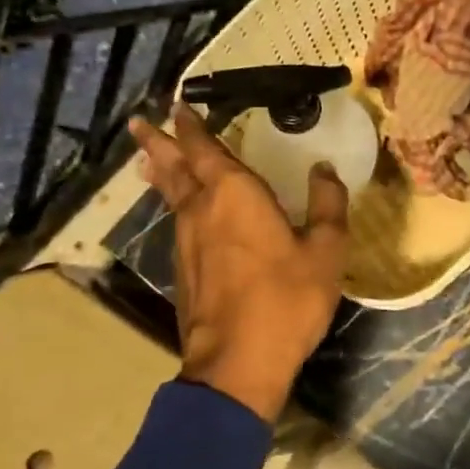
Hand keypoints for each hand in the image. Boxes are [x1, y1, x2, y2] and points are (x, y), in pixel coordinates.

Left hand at [128, 103, 348, 421]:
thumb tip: (325, 169)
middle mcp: (202, 210)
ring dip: (163, 171)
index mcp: (234, 195)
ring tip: (154, 156)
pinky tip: (182, 208)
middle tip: (142, 121)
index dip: (192, 126)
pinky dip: (174, 202)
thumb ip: (327, 204)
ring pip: (171, 195)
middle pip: (174, 167)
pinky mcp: (184, 270)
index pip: (205, 148)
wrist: (238, 363)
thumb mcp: (325, 250)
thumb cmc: (287, 299)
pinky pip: (177, 221)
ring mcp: (186, 242)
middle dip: (159, 141)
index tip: (180, 104)